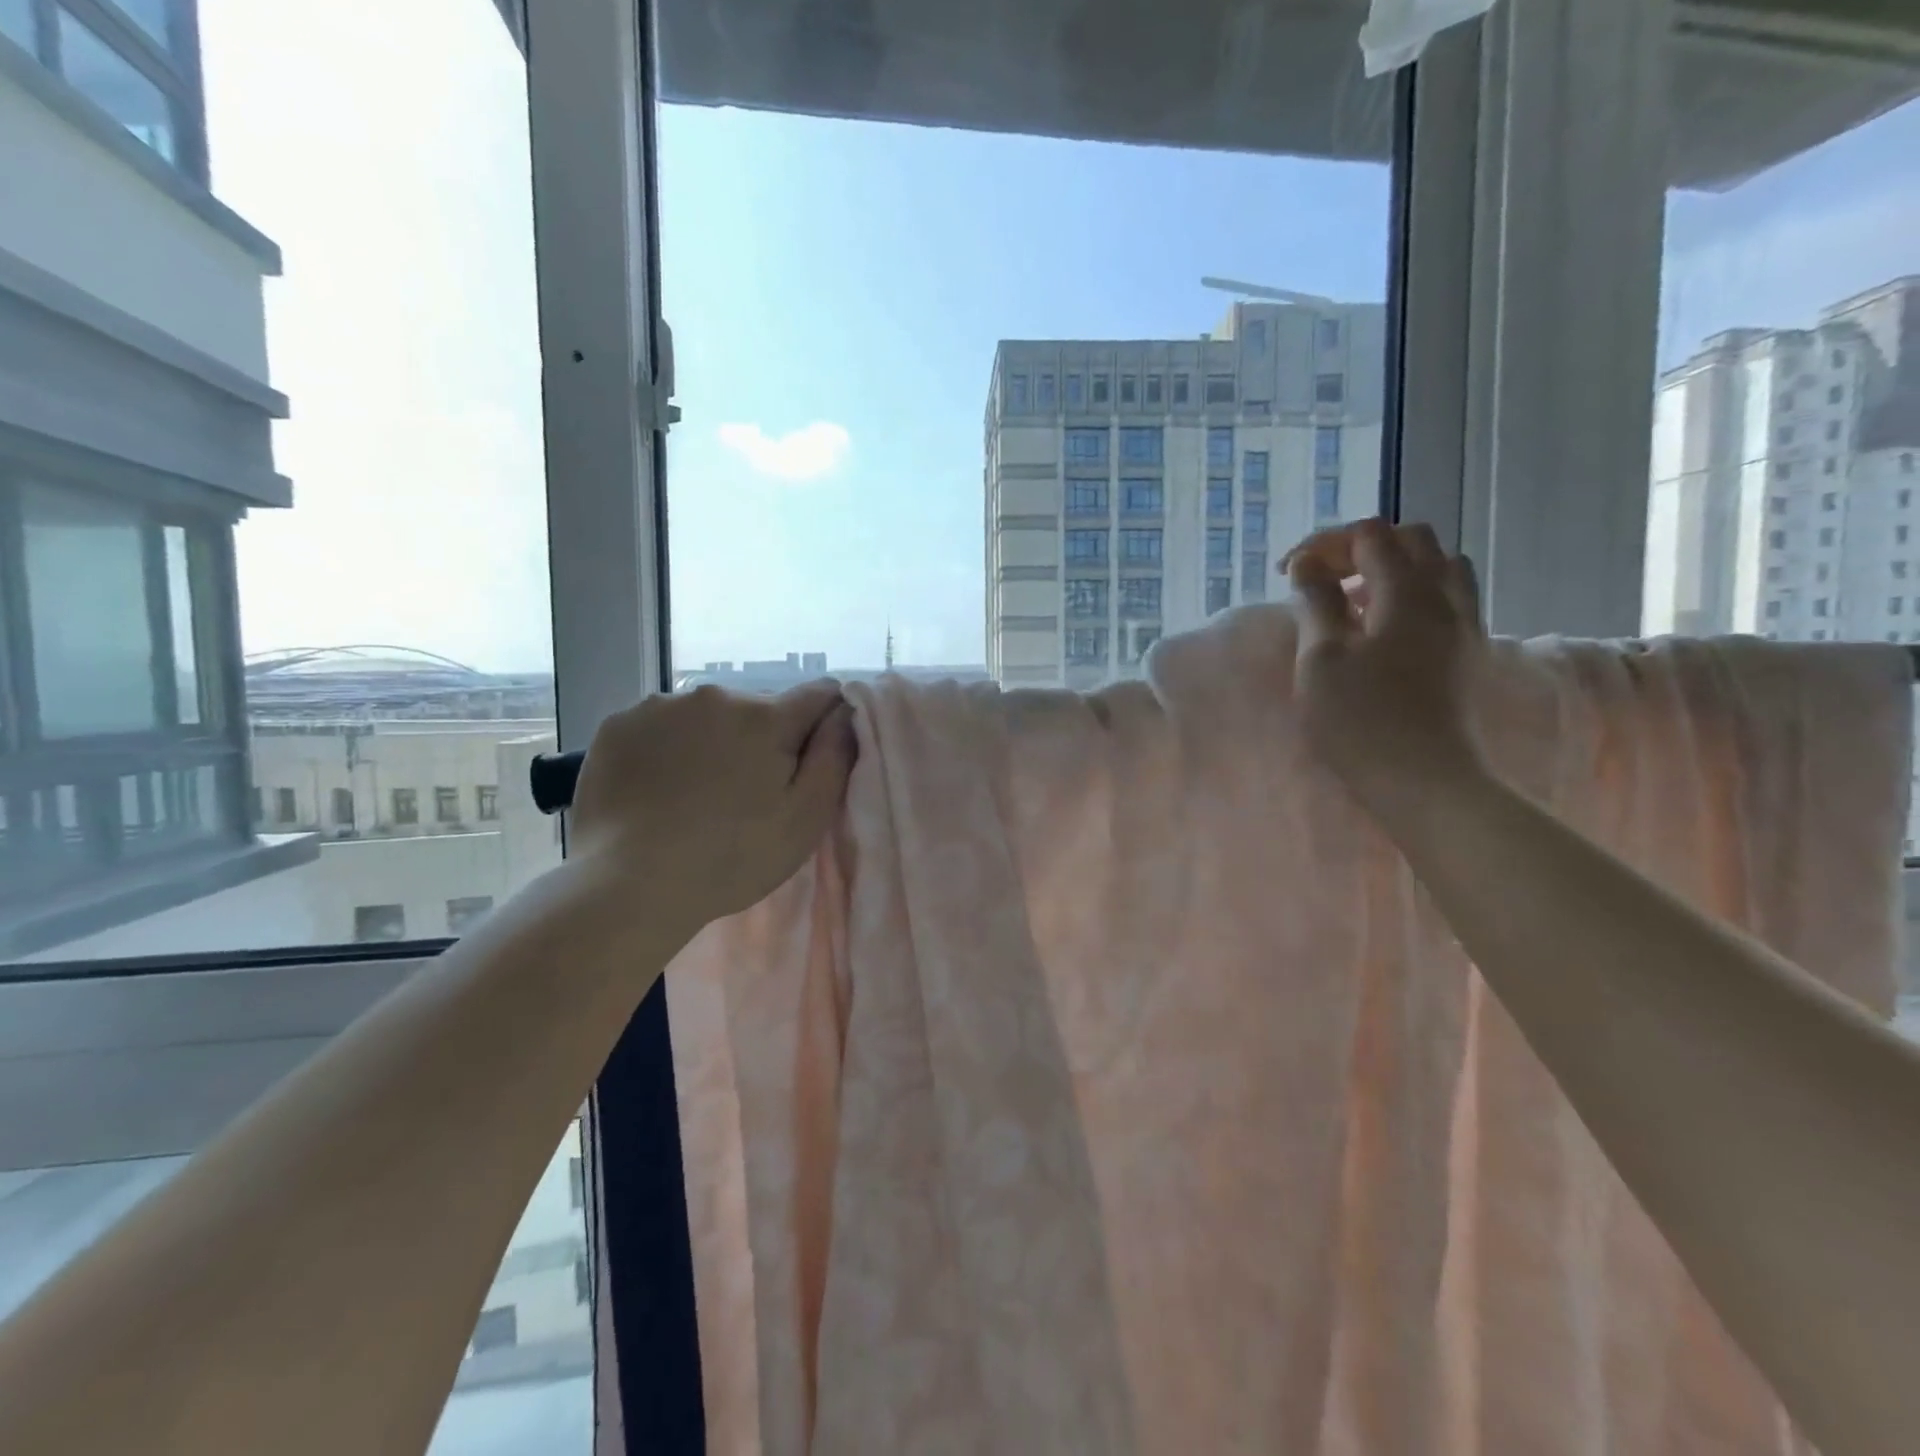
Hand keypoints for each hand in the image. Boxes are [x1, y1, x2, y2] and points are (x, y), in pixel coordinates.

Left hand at [566, 680, 855, 931]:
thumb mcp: (805, 819)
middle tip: (749, 792)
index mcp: (766, 717)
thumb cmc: (732, 858)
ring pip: (706, 715)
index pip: (818, 694)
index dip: (825, 720)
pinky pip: (660, 725)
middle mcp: (714, 696)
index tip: (814, 755)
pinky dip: (667, 747)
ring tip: (697, 793)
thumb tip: (845, 712)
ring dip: (713, 740)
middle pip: (758, 708)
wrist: (628, 885)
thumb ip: (833, 757)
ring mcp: (659, 706)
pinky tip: (658, 788)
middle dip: (762, 739)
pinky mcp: (617, 724)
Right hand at [1285, 518, 1488, 816]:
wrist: (1422, 780)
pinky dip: (1413, 595)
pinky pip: (1447, 598)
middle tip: (1324, 578)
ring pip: (1439, 566)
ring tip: (1356, 601)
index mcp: (1407, 592)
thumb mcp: (1320, 658)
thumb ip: (1315, 602)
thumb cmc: (1360, 719)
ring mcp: (1464, 625)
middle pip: (1412, 540)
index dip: (1325, 543)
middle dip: (1361, 548)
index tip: (1289, 573)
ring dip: (1393, 569)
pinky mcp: (1467, 652)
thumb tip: (1308, 565)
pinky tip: (1384, 629)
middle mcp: (1445, 597)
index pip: (1369, 535)